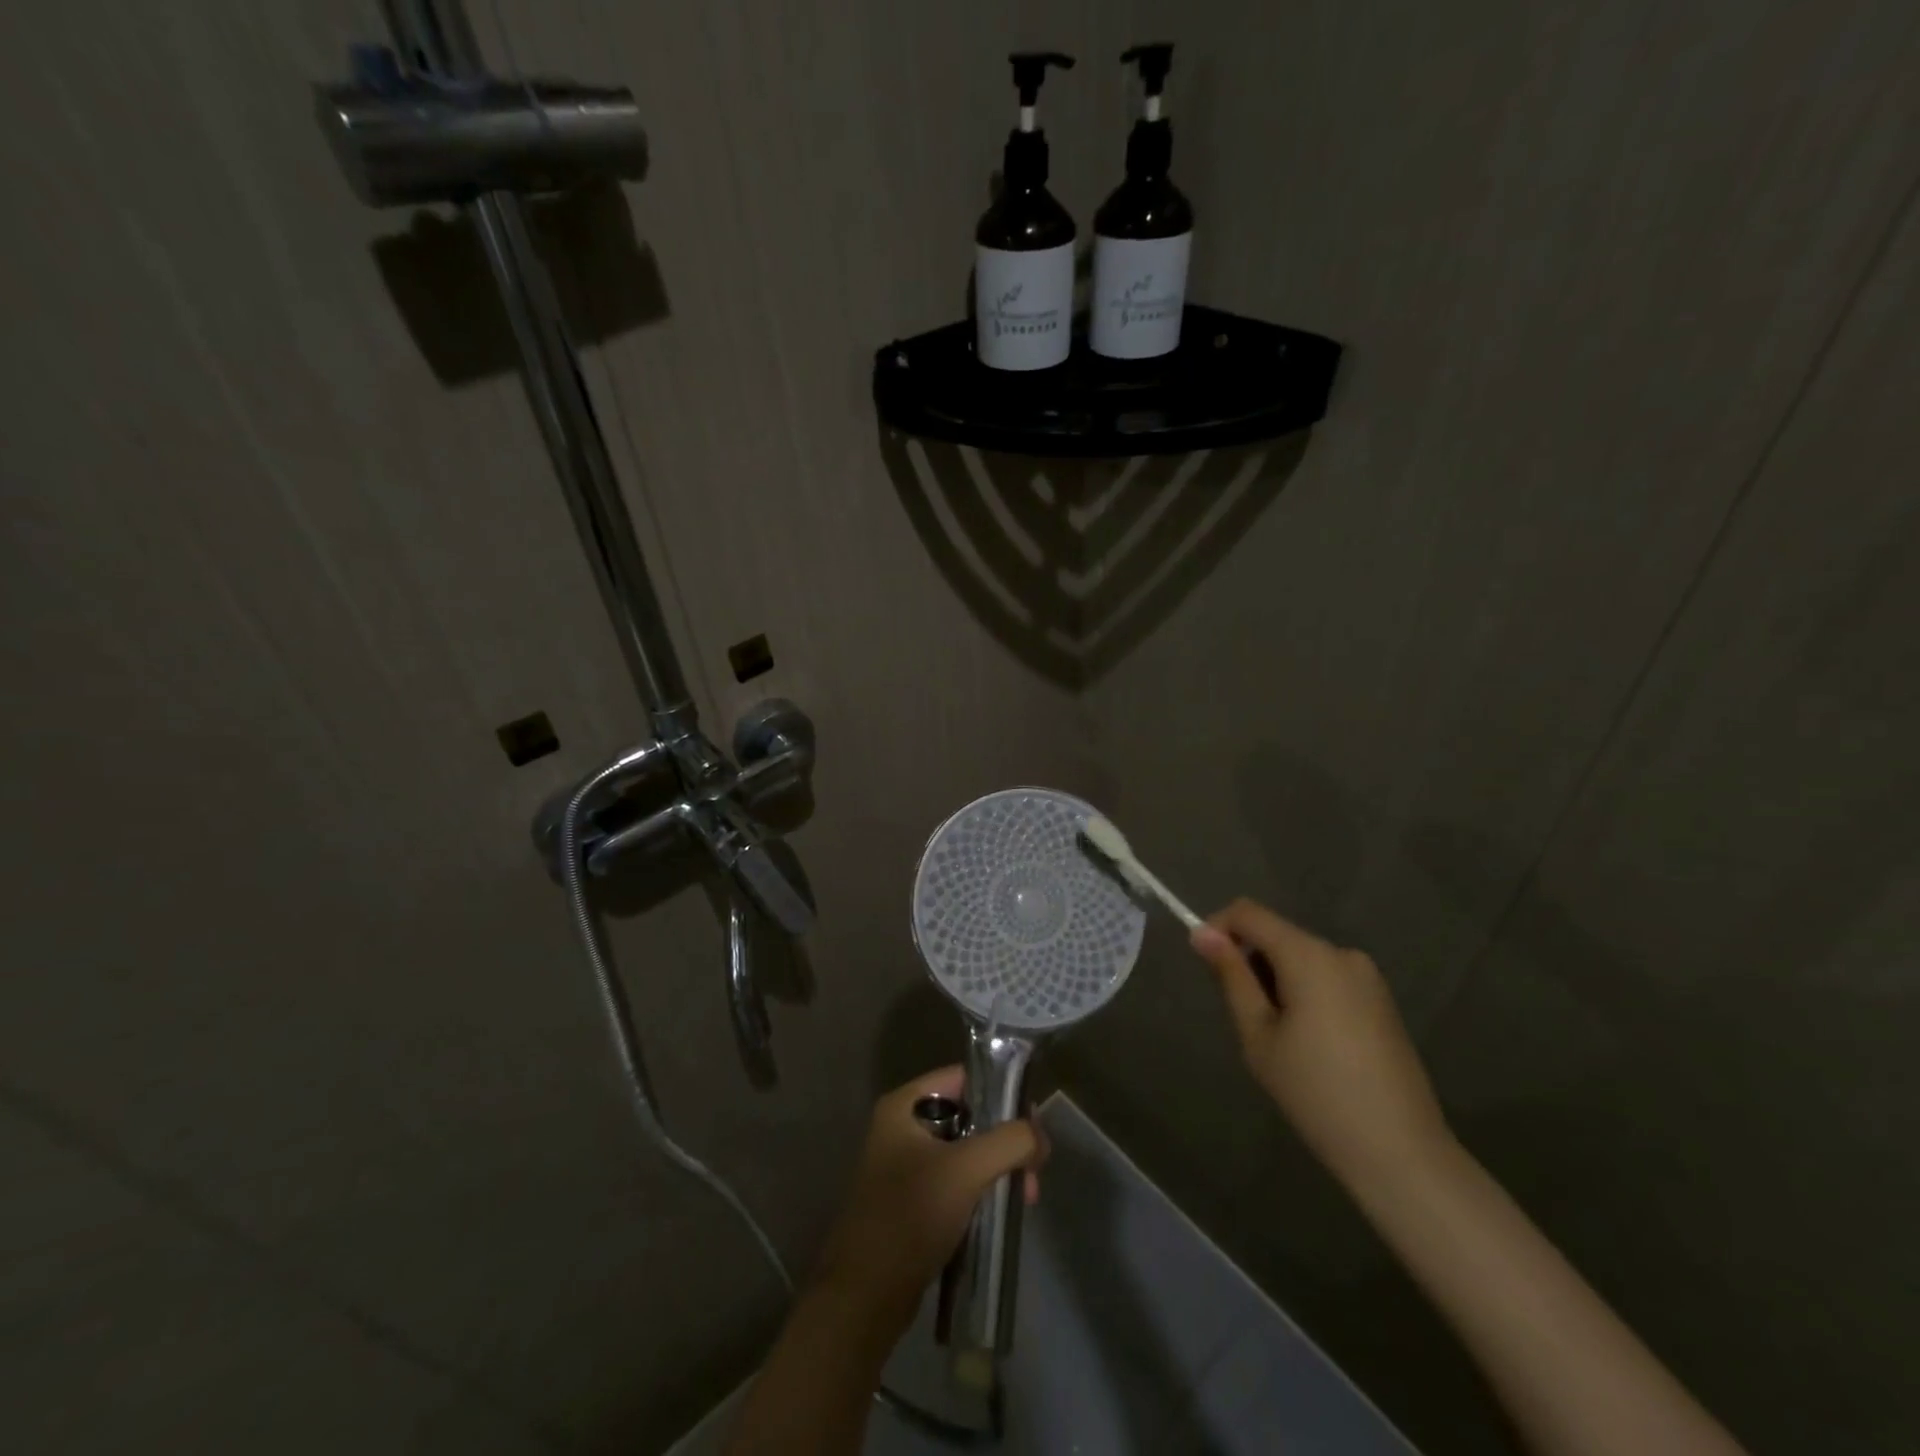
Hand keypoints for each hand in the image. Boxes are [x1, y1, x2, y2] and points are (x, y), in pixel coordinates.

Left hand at [809, 1067, 1045, 1332]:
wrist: (864, 1297)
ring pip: (965, 1152)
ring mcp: (905, 1166)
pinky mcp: (912, 1201)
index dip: (1000, 1092)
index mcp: (904, 1106)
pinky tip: (1001, 1211)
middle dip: (1004, 1141)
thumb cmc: (910, 1216)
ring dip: (996, 1169)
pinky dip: (980, 1191)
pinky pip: (955, 1181)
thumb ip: (1009, 1142)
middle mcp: (902, 1127)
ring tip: (1024, 1198)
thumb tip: (1040, 1135)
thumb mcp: (965, 1170)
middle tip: (1033, 1172)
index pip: (962, 1077)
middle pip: (968, 1116)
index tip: (1032, 1123)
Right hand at [1190, 899, 1451, 1189]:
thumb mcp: (1258, 1035)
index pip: (1249, 913)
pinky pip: (1327, 978)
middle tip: (1244, 1019)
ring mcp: (1367, 977)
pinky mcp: (1381, 1000)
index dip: (1218, 927)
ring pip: (1302, 958)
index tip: (1204, 964)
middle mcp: (1341, 953)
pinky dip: (1304, 993)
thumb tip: (1202, 934)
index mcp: (1309, 955)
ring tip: (1279, 1039)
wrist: (1400, 1153)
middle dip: (1250, 962)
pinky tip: (1310, 1045)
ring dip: (1276, 980)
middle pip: (1277, 935)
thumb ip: (1231, 977)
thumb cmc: (1315, 1092)